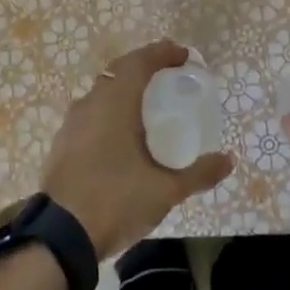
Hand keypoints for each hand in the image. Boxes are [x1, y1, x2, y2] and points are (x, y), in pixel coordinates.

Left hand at [41, 38, 233, 257]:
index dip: (161, 53)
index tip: (182, 55)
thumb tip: (228, 160)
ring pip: (101, 93)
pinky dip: (110, 111)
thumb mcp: (165, 190)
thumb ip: (199, 173)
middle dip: (144, 67)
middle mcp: (90, 104)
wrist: (60, 236)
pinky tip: (121, 134)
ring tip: (147, 104)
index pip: (139, 62)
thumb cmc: (116, 200)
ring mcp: (71, 124)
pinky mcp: (62, 144)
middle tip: (168, 74)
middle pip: (118, 72)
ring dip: (125, 90)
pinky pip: (90, 114)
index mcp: (115, 103)